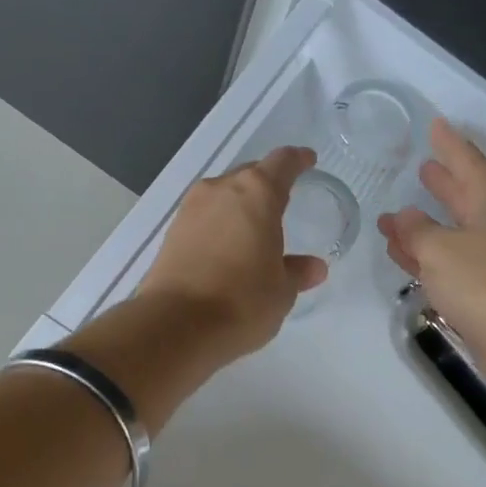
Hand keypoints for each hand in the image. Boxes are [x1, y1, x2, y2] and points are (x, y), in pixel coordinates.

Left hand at [140, 146, 328, 360]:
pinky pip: (204, 218)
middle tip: (283, 201)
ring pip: (223, 195)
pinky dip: (220, 225)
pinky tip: (228, 247)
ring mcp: (190, 210)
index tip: (308, 161)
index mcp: (256, 193)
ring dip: (239, 206)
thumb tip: (313, 267)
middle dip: (267, 184)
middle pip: (249, 175)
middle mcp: (220, 190)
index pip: (282, 163)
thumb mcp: (281, 291)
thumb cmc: (242, 302)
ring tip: (254, 228)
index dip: (298, 160)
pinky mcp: (171, 234)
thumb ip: (297, 272)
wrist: (176, 326)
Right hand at [377, 120, 485, 386]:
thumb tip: (403, 217)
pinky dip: (425, 255)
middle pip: (464, 192)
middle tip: (421, 165)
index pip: (466, 159)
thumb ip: (416, 229)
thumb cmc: (483, 281)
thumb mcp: (439, 248)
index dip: (448, 142)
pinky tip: (402, 254)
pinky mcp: (485, 287)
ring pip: (452, 230)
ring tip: (395, 214)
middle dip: (442, 181)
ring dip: (424, 223)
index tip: (435, 124)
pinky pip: (448, 259)